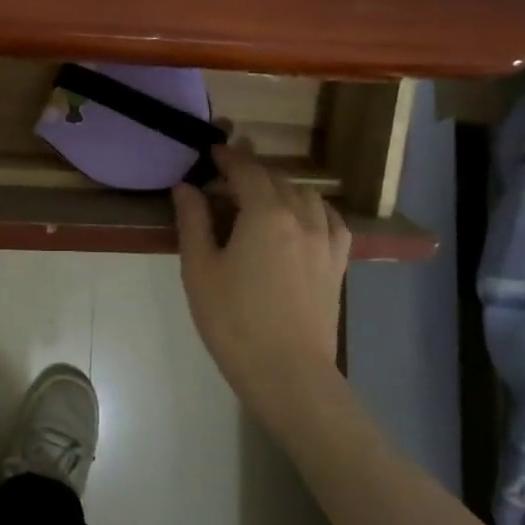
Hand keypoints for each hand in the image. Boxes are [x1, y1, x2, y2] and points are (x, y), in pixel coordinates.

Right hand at [172, 145, 351, 439]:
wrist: (287, 372)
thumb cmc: (233, 321)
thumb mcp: (200, 270)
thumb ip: (193, 222)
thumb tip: (186, 187)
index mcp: (266, 215)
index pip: (247, 172)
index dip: (228, 159)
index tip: (212, 153)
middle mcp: (302, 217)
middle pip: (277, 180)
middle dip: (251, 172)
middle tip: (226, 179)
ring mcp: (326, 240)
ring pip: (306, 195)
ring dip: (281, 187)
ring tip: (261, 198)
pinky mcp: (337, 263)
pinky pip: (331, 219)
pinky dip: (312, 208)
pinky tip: (302, 218)